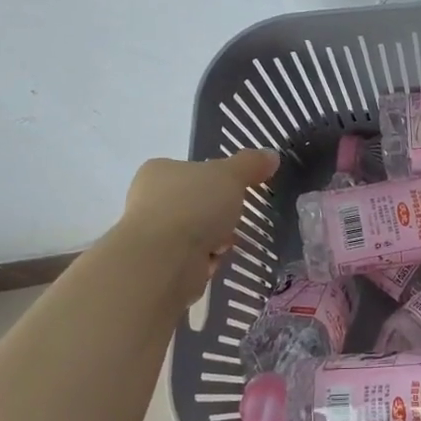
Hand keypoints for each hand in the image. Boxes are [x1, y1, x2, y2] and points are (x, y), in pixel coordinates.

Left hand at [120, 151, 280, 305]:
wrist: (163, 260)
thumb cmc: (193, 206)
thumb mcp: (230, 175)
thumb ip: (250, 164)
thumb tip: (271, 155)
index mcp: (159, 172)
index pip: (192, 170)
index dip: (217, 180)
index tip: (236, 189)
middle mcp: (149, 200)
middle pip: (196, 203)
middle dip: (219, 214)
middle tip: (237, 216)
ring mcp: (151, 235)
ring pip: (196, 232)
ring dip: (215, 239)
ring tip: (227, 242)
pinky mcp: (159, 265)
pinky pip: (192, 259)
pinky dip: (207, 260)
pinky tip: (214, 261)